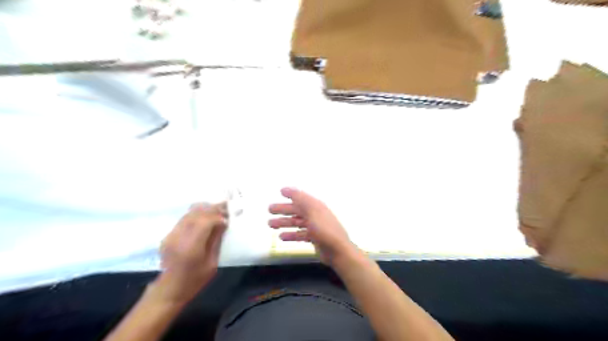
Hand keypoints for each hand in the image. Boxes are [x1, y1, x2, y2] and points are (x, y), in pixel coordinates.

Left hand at [155, 202, 228, 303]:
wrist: (170, 289)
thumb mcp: (212, 262)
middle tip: (225, 207)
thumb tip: (223, 222)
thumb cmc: (195, 280)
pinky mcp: (168, 235)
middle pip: (196, 213)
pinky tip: (205, 217)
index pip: (205, 221)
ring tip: (217, 210)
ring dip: (204, 209)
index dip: (218, 216)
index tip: (228, 219)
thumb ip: (216, 240)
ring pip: (189, 213)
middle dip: (212, 209)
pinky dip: (196, 214)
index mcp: (191, 247)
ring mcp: (171, 235)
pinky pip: (184, 218)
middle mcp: (178, 237)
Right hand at [268, 188, 356, 264]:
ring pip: (297, 222)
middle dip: (283, 210)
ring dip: (284, 223)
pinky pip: (300, 234)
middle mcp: (315, 215)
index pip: (301, 198)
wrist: (337, 251)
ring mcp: (315, 227)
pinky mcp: (314, 238)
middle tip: (270, 210)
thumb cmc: (324, 229)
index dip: (291, 194)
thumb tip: (286, 189)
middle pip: (297, 210)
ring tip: (270, 224)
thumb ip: (299, 199)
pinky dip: (291, 235)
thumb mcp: (312, 211)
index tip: (281, 191)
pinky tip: (281, 236)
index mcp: (316, 206)